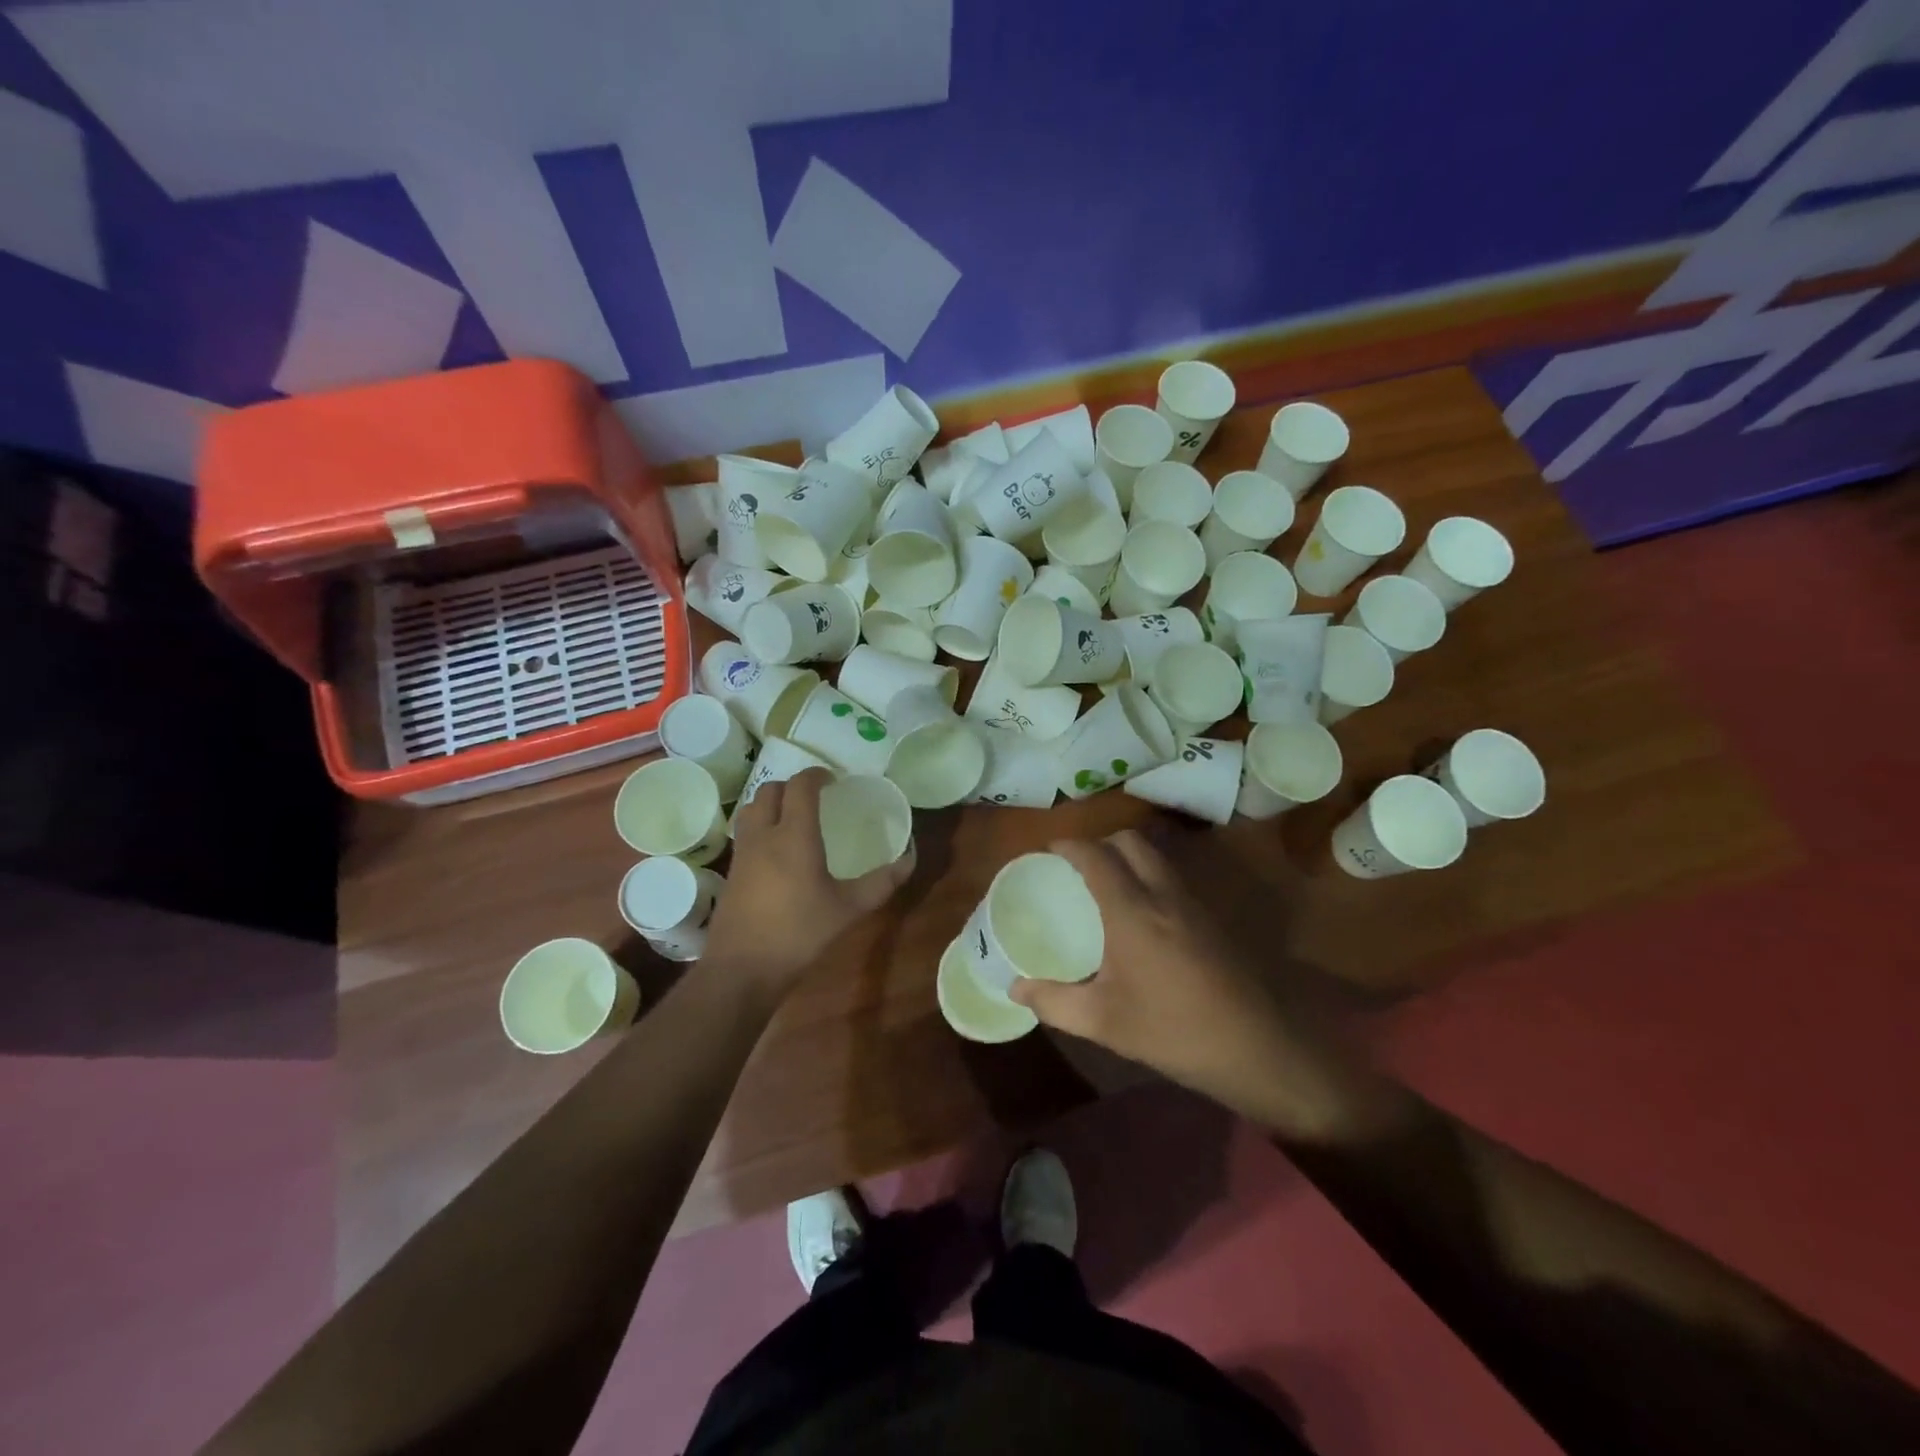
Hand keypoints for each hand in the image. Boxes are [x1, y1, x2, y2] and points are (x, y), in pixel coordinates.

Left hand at [703, 769, 912, 997]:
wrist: (742, 969)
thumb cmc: (799, 933)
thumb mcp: (849, 909)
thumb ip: (881, 882)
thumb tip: (910, 860)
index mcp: (794, 835)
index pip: (800, 786)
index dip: (816, 775)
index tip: (834, 781)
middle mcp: (764, 835)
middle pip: (771, 791)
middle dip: (793, 786)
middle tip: (815, 798)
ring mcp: (743, 852)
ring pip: (752, 808)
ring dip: (772, 802)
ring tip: (793, 817)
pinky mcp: (732, 871)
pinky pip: (746, 831)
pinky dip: (761, 824)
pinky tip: (777, 850)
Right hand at [1009, 831, 1383, 1139]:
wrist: (1257, 1048)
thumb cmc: (1172, 1030)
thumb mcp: (1103, 1021)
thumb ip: (1054, 1001)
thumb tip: (1015, 987)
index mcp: (1132, 910)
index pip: (1096, 856)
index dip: (1070, 845)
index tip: (1049, 849)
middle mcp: (1163, 894)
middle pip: (1131, 842)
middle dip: (1101, 842)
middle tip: (1078, 866)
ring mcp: (1194, 904)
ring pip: (1157, 858)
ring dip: (1129, 857)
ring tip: (1106, 886)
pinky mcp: (1214, 920)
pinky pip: (1173, 879)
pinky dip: (1150, 877)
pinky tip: (1142, 916)